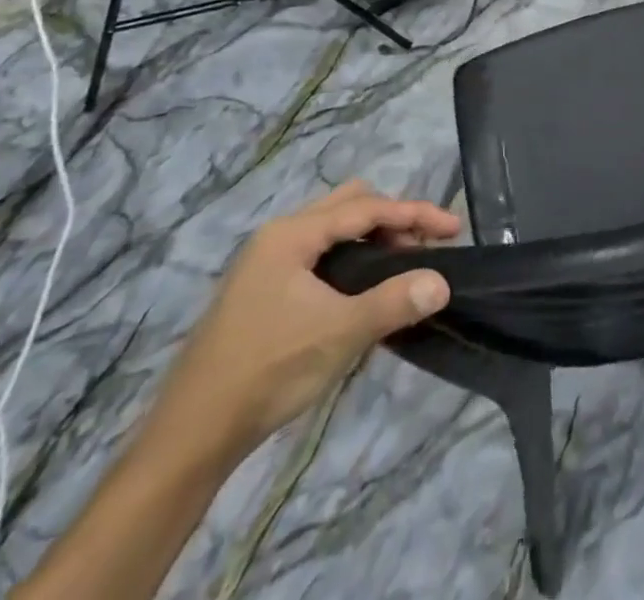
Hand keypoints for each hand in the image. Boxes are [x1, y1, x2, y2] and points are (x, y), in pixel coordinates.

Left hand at [151, 181, 459, 460]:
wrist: (189, 438)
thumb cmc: (266, 371)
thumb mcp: (338, 334)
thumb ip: (394, 302)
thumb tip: (442, 283)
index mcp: (292, 234)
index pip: (367, 207)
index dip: (415, 214)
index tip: (454, 228)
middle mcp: (279, 236)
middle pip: (351, 206)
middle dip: (394, 219)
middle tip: (426, 247)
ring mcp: (267, 263)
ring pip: (335, 231)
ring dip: (373, 239)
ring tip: (403, 267)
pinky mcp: (263, 290)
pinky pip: (321, 254)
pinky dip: (352, 259)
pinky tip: (365, 289)